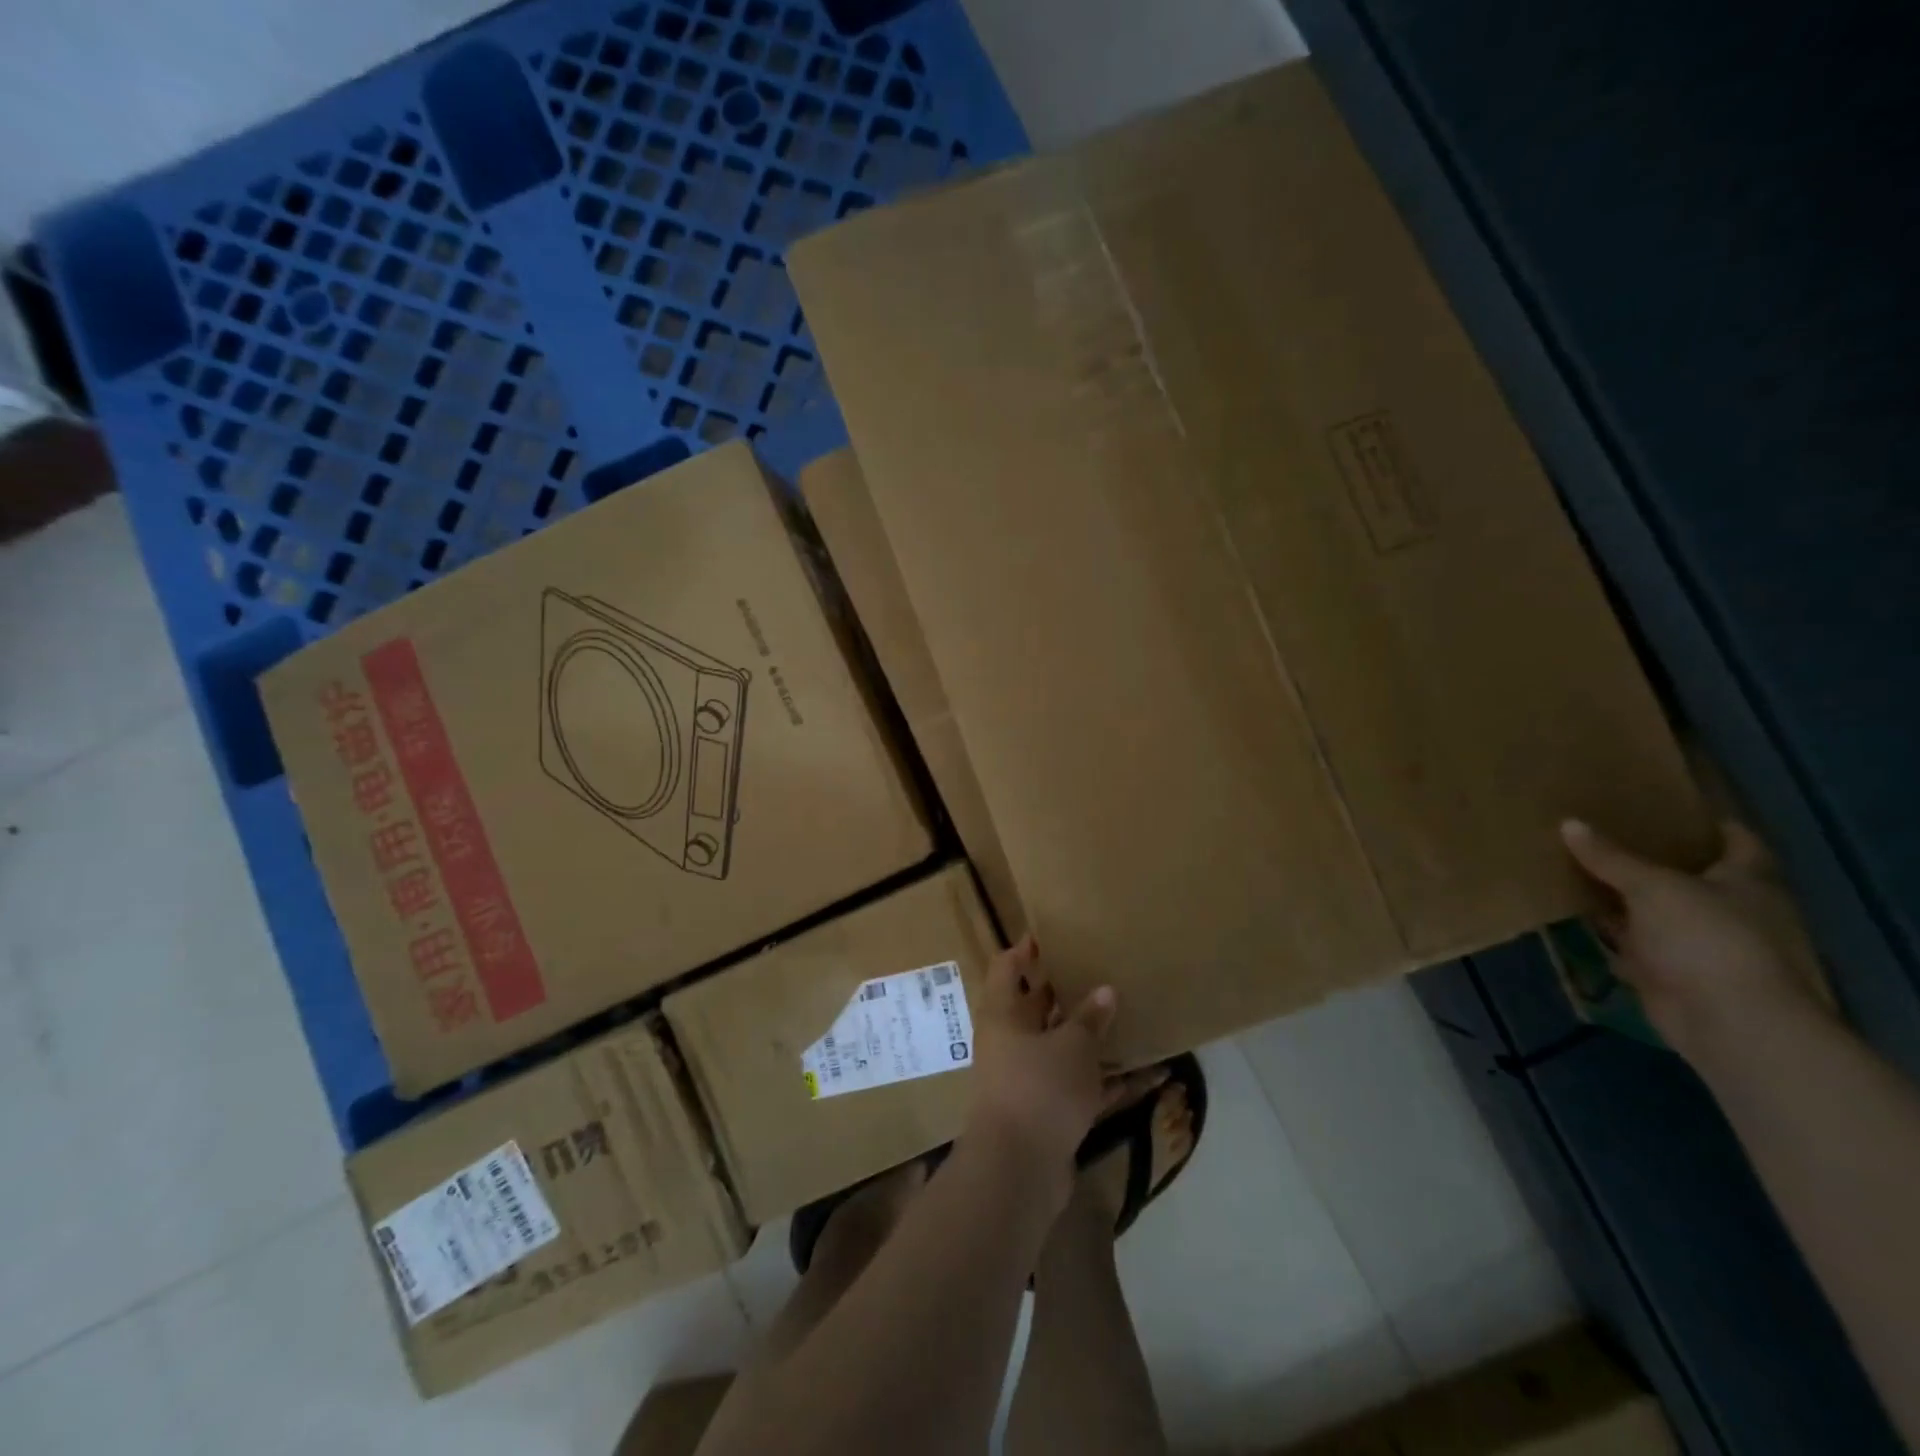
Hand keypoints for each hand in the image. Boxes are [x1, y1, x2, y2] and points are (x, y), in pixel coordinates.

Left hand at [964, 935, 1116, 1205]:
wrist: (1018, 1171)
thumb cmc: (1038, 1088)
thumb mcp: (1071, 1047)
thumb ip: (1089, 1019)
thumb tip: (1105, 991)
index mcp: (1003, 1015)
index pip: (1007, 968)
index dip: (1025, 949)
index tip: (1051, 934)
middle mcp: (1011, 1043)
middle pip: (1037, 1008)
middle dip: (1066, 992)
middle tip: (1101, 970)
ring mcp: (1029, 1080)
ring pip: (1063, 1049)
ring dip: (1093, 1039)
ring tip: (1130, 1016)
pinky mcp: (1050, 1113)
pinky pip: (1083, 1088)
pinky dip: (1110, 1082)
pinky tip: (1150, 1075)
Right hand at [1561, 818, 1830, 1059]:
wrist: (1726, 1019)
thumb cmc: (1706, 937)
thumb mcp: (1652, 886)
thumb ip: (1610, 857)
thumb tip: (1569, 823)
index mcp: (1748, 882)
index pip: (1738, 843)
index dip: (1710, 824)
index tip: (1671, 807)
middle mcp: (1731, 910)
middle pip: (1691, 875)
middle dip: (1653, 858)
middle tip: (1606, 831)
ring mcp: (1702, 943)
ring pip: (1657, 909)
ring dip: (1625, 895)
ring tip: (1578, 866)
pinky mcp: (1671, 971)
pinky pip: (1633, 940)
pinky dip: (1610, 929)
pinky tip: (1575, 911)